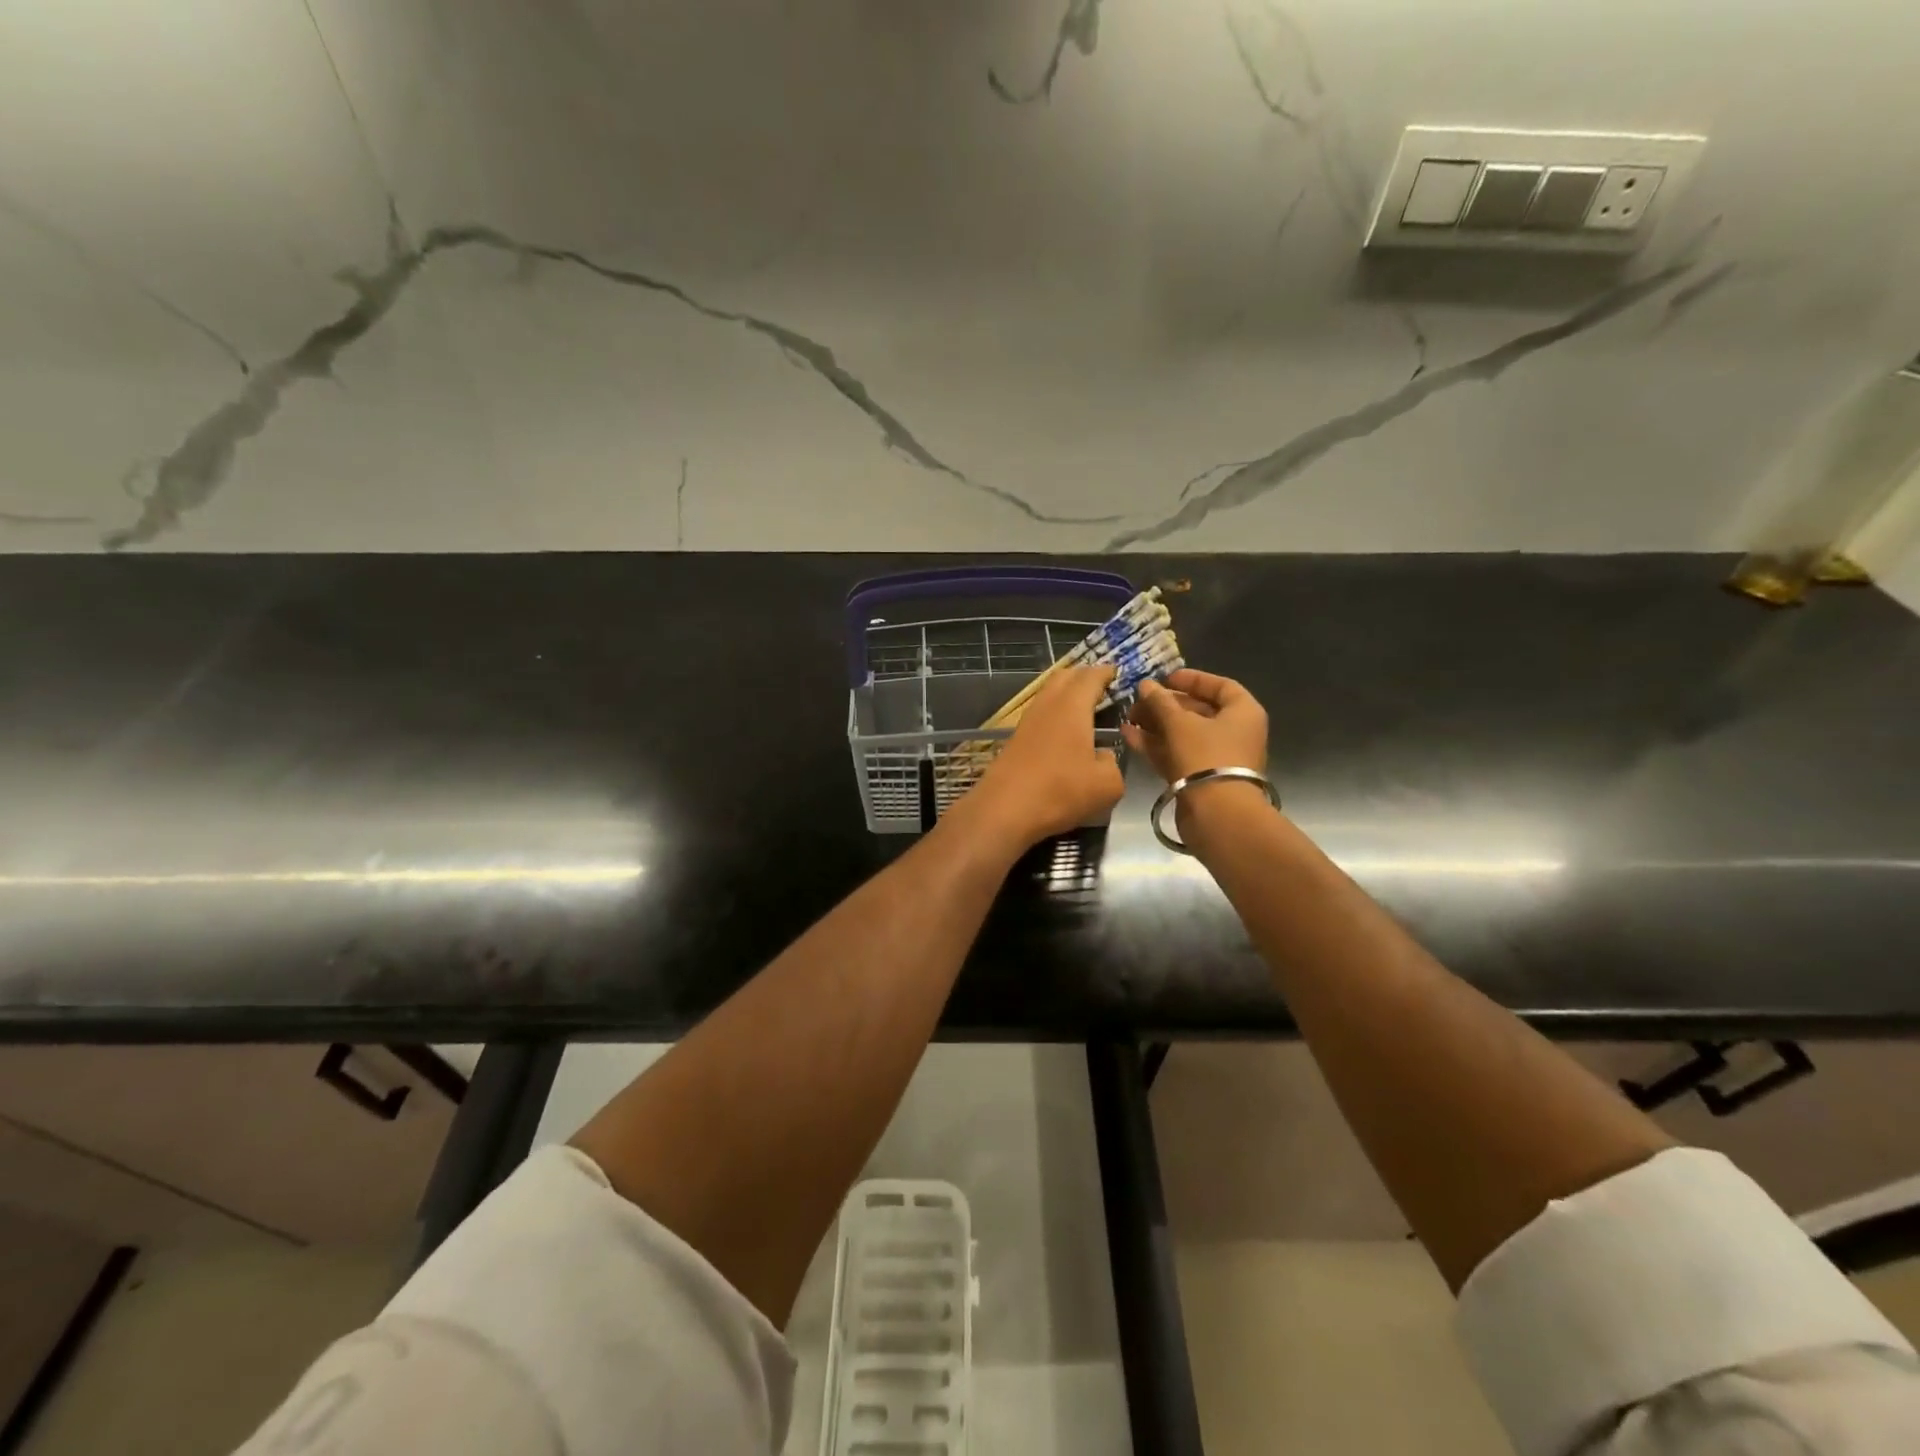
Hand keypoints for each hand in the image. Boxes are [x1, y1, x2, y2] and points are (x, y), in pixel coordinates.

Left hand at [962, 665, 1124, 849]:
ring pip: (1048, 695)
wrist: (1005, 810)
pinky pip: (1040, 715)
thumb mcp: (1107, 784)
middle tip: (1101, 686)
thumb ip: (1113, 764)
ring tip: (1084, 708)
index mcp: (1072, 706)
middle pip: (1064, 677)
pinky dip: (1054, 714)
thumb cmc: (1060, 791)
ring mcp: (1027, 722)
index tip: (1117, 672)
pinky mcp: (1015, 740)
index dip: (1105, 672)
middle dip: (1083, 676)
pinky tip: (1063, 732)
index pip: (1091, 676)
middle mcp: (1048, 706)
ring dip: (1066, 695)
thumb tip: (1103, 757)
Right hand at [1120, 668, 1268, 783]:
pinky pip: (1177, 754)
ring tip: (1128, 717)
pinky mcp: (1200, 779)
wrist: (1217, 814)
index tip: (1165, 678)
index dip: (1192, 679)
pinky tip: (1129, 735)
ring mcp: (1217, 758)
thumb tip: (1145, 685)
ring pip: (1184, 734)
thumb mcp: (1179, 722)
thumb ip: (1160, 701)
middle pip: (1198, 711)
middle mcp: (1234, 733)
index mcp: (1243, 713)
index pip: (1220, 686)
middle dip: (1165, 704)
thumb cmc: (1206, 756)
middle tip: (1138, 700)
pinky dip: (1156, 744)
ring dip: (1156, 724)